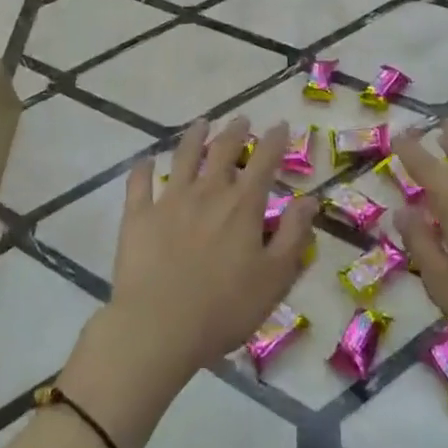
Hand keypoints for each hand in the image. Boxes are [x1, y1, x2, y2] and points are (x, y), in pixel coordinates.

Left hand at [103, 115, 316, 381]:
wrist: (159, 327)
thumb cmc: (225, 308)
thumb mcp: (274, 277)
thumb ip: (293, 235)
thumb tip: (309, 200)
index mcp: (243, 205)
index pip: (264, 161)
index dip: (275, 140)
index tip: (281, 124)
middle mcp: (208, 192)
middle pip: (223, 151)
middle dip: (235, 131)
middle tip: (241, 119)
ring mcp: (170, 200)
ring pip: (183, 157)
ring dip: (194, 137)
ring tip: (201, 124)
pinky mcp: (138, 215)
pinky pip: (139, 183)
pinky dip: (143, 168)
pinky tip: (146, 159)